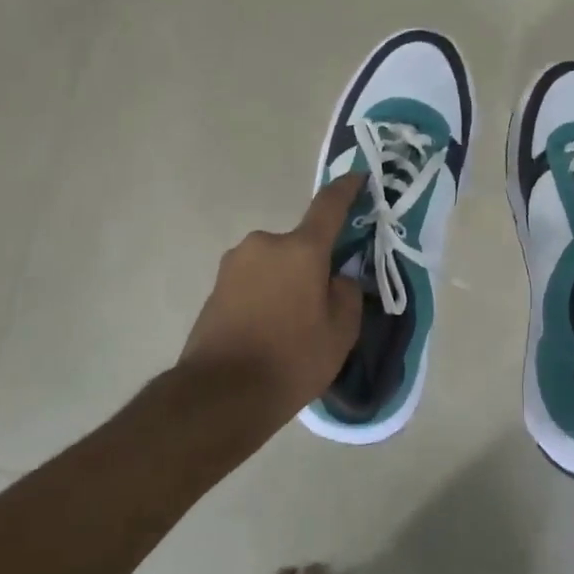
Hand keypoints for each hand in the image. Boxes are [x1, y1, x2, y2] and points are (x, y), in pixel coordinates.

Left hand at [178, 175, 365, 416]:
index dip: (347, 189)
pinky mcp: (215, 288)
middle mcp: (264, 244)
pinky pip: (253, 283)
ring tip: (290, 328)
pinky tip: (267, 334)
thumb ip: (347, 293)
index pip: (329, 206)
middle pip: (300, 245)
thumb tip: (337, 279)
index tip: (359, 178)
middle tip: (321, 304)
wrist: (219, 396)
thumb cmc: (291, 359)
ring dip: (286, 283)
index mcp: (300, 249)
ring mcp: (234, 265)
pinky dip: (264, 298)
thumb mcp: (340, 332)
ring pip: (275, 265)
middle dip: (313, 265)